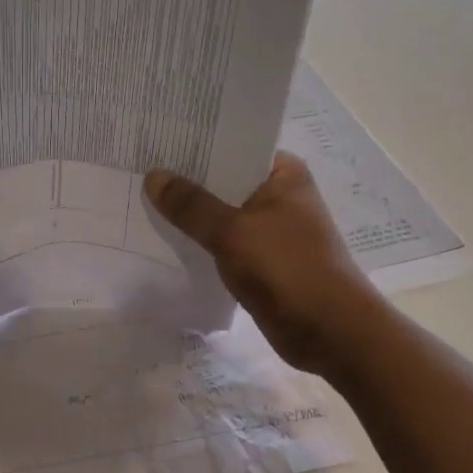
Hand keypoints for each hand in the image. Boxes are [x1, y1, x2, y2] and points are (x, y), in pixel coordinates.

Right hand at [145, 152, 383, 380]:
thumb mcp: (233, 231)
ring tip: (143, 198)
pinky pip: (224, 241)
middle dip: (187, 178)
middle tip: (140, 166)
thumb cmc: (288, 269)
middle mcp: (279, 195)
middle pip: (224, 178)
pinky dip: (201, 240)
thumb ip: (191, 205)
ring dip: (192, 212)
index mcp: (283, 174)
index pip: (234, 144)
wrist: (332, 333)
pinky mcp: (263, 260)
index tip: (158, 138)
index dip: (197, 142)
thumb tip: (153, 176)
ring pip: (222, 212)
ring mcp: (272, 229)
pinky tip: (166, 237)